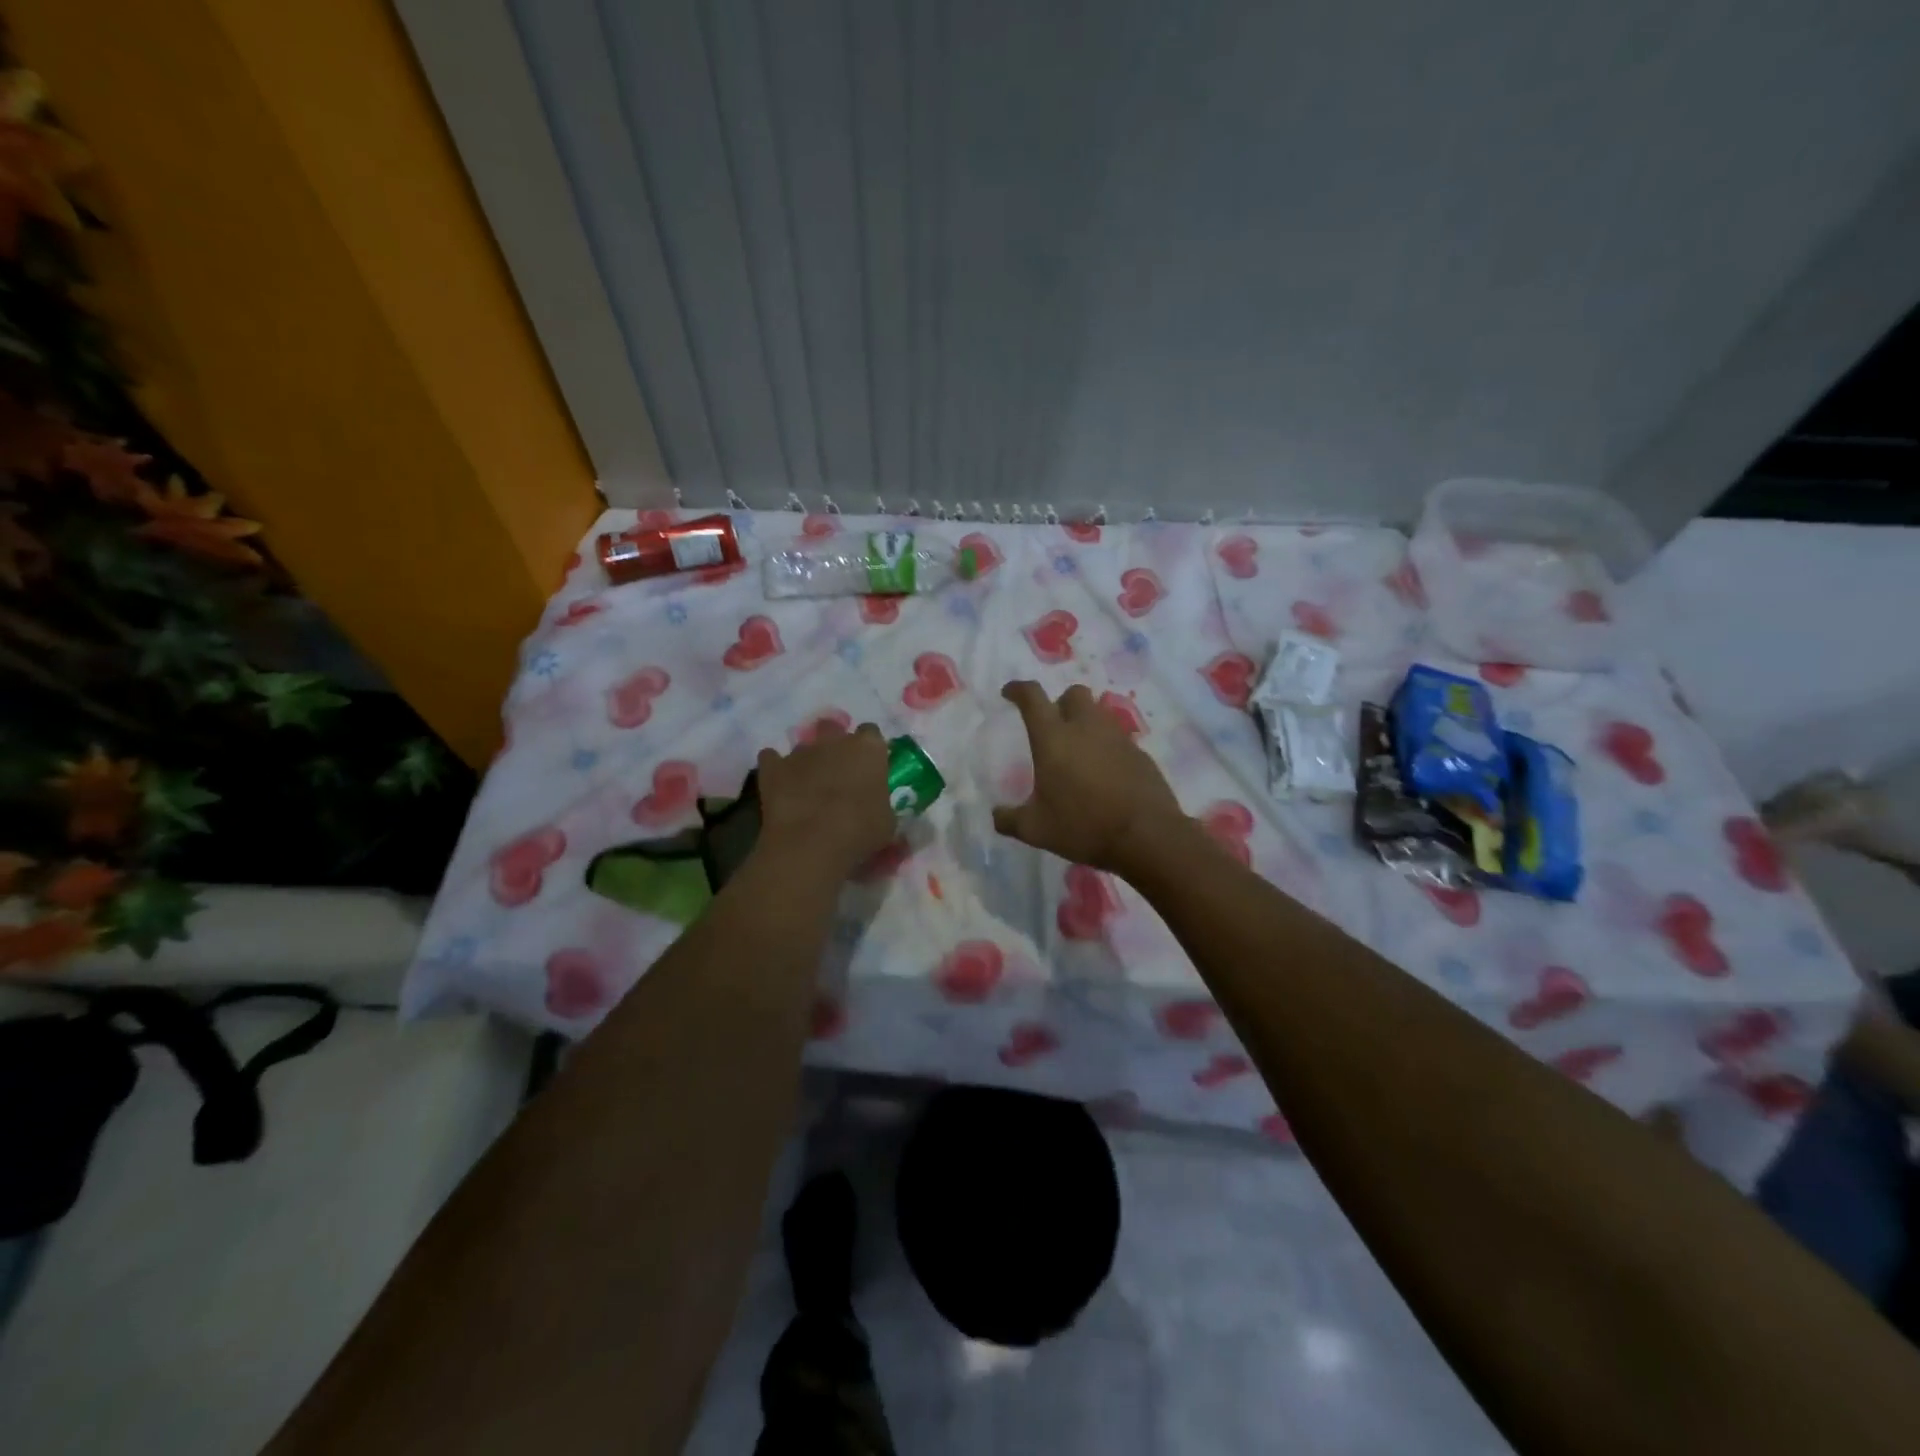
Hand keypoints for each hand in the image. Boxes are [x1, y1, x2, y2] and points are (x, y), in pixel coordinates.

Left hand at [756, 721, 896, 880]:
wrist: (811, 843)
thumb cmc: (860, 831)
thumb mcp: (886, 821)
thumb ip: (881, 803)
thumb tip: (875, 805)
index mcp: (868, 748)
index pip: (871, 734)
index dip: (868, 751)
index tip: (869, 769)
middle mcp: (834, 741)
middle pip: (834, 730)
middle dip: (835, 746)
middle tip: (838, 773)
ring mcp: (800, 751)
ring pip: (804, 746)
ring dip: (807, 761)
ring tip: (808, 787)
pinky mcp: (772, 767)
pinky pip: (771, 759)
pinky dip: (775, 769)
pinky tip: (779, 785)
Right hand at [993, 680, 1186, 876]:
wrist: (1146, 836)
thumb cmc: (1083, 826)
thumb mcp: (1036, 830)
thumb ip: (1010, 819)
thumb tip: (997, 815)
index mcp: (1053, 738)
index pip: (1032, 697)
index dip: (1018, 690)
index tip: (1010, 693)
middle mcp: (1086, 728)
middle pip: (1073, 693)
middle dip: (1060, 703)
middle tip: (1053, 727)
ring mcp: (1117, 738)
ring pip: (1099, 713)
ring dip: (1085, 723)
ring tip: (1079, 752)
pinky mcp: (1140, 754)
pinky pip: (1118, 739)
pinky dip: (1107, 747)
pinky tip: (1104, 774)